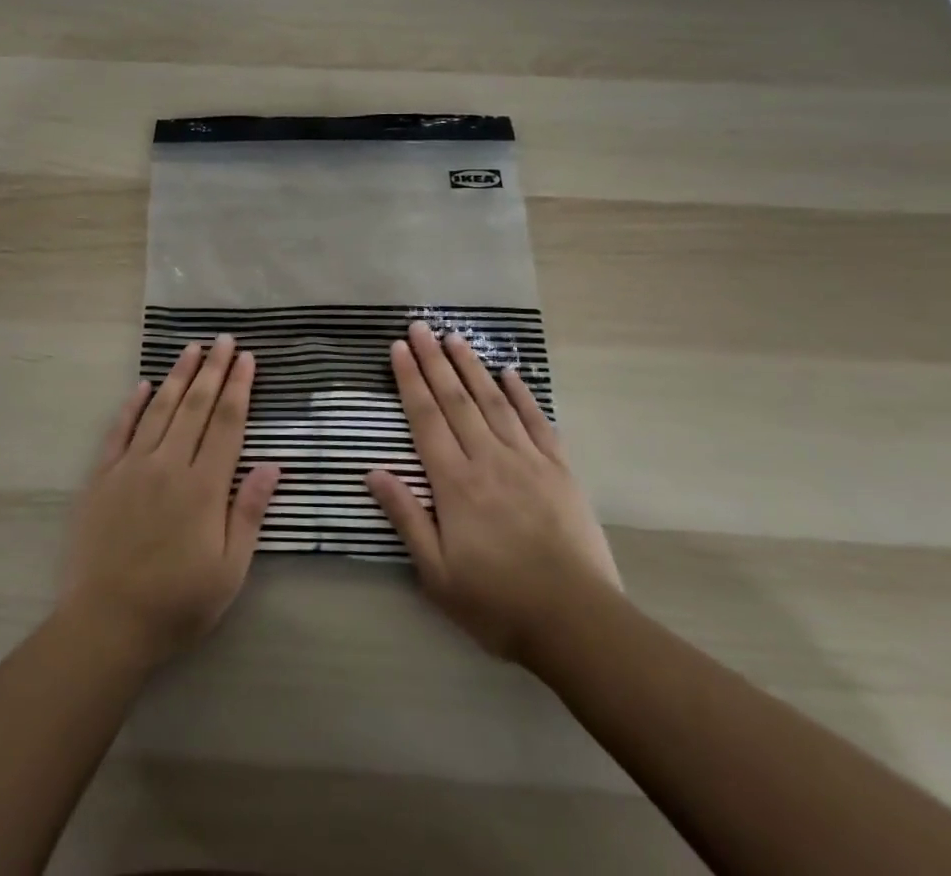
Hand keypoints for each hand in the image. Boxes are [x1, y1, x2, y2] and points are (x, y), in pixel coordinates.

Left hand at [59, 335, 281, 665]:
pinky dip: (133, 404)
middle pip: (195, 406)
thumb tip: (274, 465)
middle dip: (212, 369)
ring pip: (160, 409)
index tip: (246, 358)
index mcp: (204, 486)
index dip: (238, 387)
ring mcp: (132, 467)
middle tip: (224, 339)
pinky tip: (144, 385)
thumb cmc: (177, 603)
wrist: (106, 623)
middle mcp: (169, 464)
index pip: (226, 423)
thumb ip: (249, 512)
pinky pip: (120, 430)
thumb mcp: (229, 570)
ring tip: (192, 348)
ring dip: (178, 376)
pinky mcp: (103, 477)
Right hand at [366, 322, 620, 662]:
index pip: (425, 419)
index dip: (410, 380)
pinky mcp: (559, 470)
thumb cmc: (497, 602)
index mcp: (455, 483)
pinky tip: (509, 373)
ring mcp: (527, 460)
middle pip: (455, 399)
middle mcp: (488, 459)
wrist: (576, 623)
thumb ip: (406, 517)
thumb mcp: (437, 574)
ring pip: (493, 401)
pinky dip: (522, 394)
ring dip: (471, 366)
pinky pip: (537, 421)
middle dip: (434, 360)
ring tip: (454, 337)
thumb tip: (373, 471)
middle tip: (419, 327)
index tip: (398, 348)